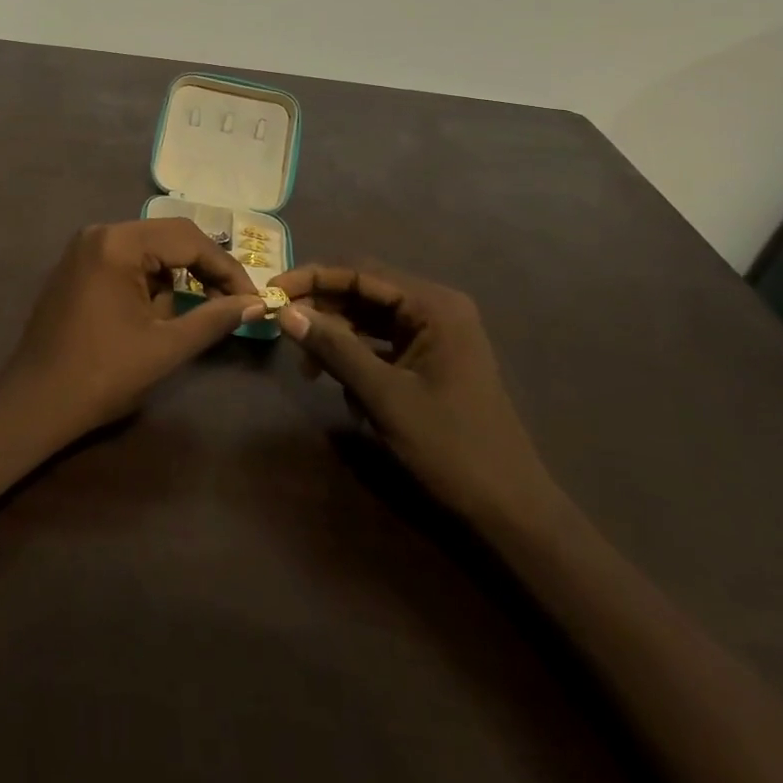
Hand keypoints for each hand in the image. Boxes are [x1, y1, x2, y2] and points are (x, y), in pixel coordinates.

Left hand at [0, 220, 264, 449]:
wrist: (35, 403)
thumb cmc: (102, 375)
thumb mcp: (166, 347)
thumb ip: (214, 319)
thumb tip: (256, 303)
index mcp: (118, 243)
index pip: (188, 239)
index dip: (226, 268)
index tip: (252, 298)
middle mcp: (99, 233)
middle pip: (168, 237)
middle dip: (204, 269)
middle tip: (233, 301)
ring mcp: (83, 249)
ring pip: (148, 250)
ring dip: (177, 276)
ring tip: (201, 310)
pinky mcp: (76, 267)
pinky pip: (126, 261)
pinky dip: (150, 281)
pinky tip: (161, 311)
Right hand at [270, 265, 560, 527]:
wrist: (510, 509)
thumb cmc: (451, 447)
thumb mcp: (384, 396)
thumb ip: (335, 348)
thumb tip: (285, 312)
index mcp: (434, 306)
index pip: (360, 272)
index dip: (312, 278)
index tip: (272, 291)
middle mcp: (435, 309)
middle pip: (363, 291)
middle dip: (321, 309)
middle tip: (282, 329)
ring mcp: (434, 335)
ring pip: (368, 318)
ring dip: (335, 336)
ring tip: (308, 368)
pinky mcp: (429, 359)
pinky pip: (380, 343)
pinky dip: (355, 357)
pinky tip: (340, 386)